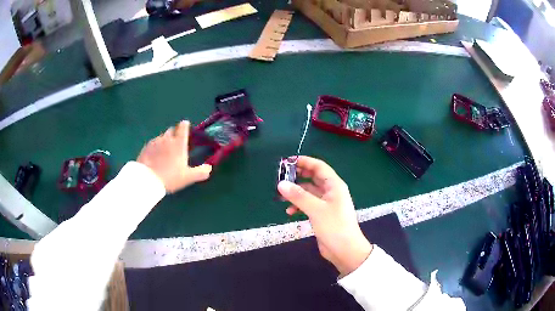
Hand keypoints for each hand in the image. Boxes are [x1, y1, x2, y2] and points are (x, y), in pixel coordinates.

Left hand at [137, 120, 211, 192]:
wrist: (148, 180)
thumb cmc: (170, 177)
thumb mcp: (188, 177)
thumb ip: (201, 172)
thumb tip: (209, 167)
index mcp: (179, 143)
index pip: (183, 126)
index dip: (185, 126)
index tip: (186, 128)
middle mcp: (167, 138)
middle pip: (172, 130)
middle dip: (175, 133)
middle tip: (177, 144)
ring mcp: (155, 142)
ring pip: (162, 137)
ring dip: (165, 141)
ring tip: (165, 152)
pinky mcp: (146, 147)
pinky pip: (153, 143)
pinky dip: (156, 147)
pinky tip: (155, 157)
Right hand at [278, 156, 372, 276]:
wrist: (345, 250)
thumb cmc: (334, 226)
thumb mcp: (316, 209)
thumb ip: (298, 196)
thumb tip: (281, 184)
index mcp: (334, 185)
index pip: (319, 167)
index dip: (304, 161)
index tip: (287, 161)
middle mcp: (331, 192)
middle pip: (313, 178)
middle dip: (298, 177)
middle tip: (281, 177)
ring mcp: (327, 204)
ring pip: (309, 192)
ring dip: (296, 193)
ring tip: (281, 196)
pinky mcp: (322, 215)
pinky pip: (308, 205)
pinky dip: (299, 206)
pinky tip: (289, 212)